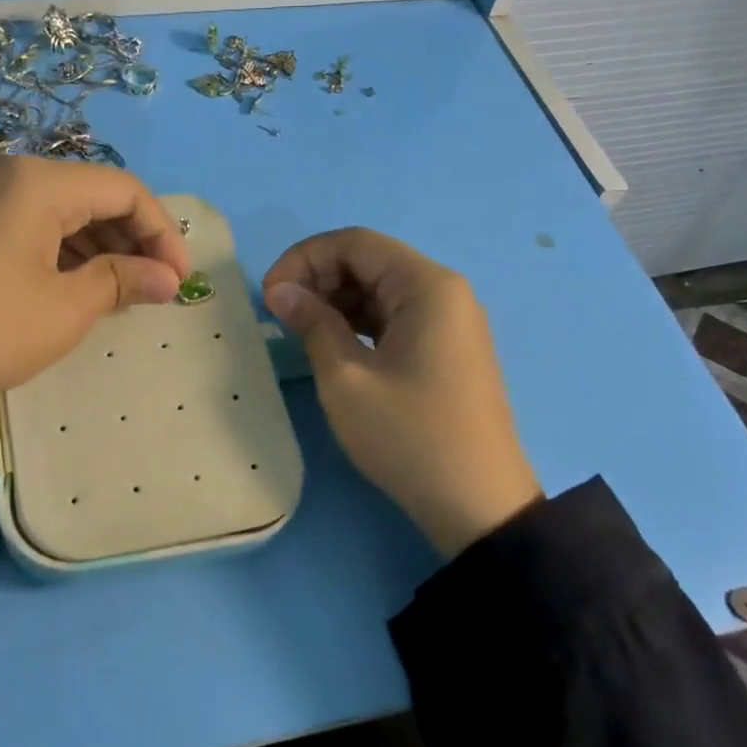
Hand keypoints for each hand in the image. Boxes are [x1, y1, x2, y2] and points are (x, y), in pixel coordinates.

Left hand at [0, 155, 188, 495]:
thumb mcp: (64, 310)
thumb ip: (123, 282)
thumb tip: (169, 279)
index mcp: (34, 180)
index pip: (122, 188)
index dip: (161, 232)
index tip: (178, 280)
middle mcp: (0, 169)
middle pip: (86, 192)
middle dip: (128, 239)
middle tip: (150, 289)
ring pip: (51, 208)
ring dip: (92, 246)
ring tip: (114, 293)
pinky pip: (18, 221)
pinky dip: (53, 249)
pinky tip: (65, 286)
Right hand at [263, 229, 540, 555]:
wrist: (476, 504)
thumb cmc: (408, 436)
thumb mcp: (346, 379)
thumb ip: (312, 323)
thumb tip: (280, 290)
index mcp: (427, 286)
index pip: (355, 243)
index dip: (304, 258)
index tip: (269, 294)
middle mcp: (444, 292)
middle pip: (370, 261)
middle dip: (318, 278)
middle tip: (280, 315)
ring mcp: (450, 321)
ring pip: (380, 290)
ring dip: (335, 301)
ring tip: (299, 331)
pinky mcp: (446, 349)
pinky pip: (395, 317)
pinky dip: (358, 322)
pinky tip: (331, 345)